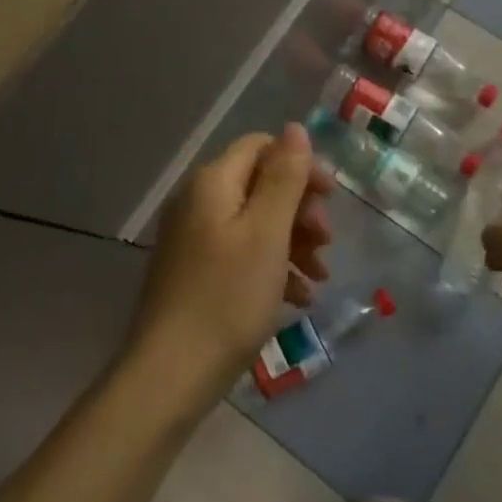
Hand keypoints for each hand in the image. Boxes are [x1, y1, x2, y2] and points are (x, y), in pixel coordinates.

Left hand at [124, 124, 333, 409]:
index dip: (300, 165)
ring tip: (319, 276)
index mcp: (213, 182)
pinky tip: (297, 298)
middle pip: (260, 185)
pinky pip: (241, 254)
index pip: (262, 147)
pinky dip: (272, 267)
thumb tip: (296, 128)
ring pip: (255, 222)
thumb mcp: (267, 232)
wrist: (171, 374)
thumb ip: (284, 177)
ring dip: (292, 241)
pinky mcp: (196, 272)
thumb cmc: (227, 297)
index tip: (331, 198)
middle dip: (300, 209)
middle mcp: (199, 201)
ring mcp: (194, 238)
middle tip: (327, 242)